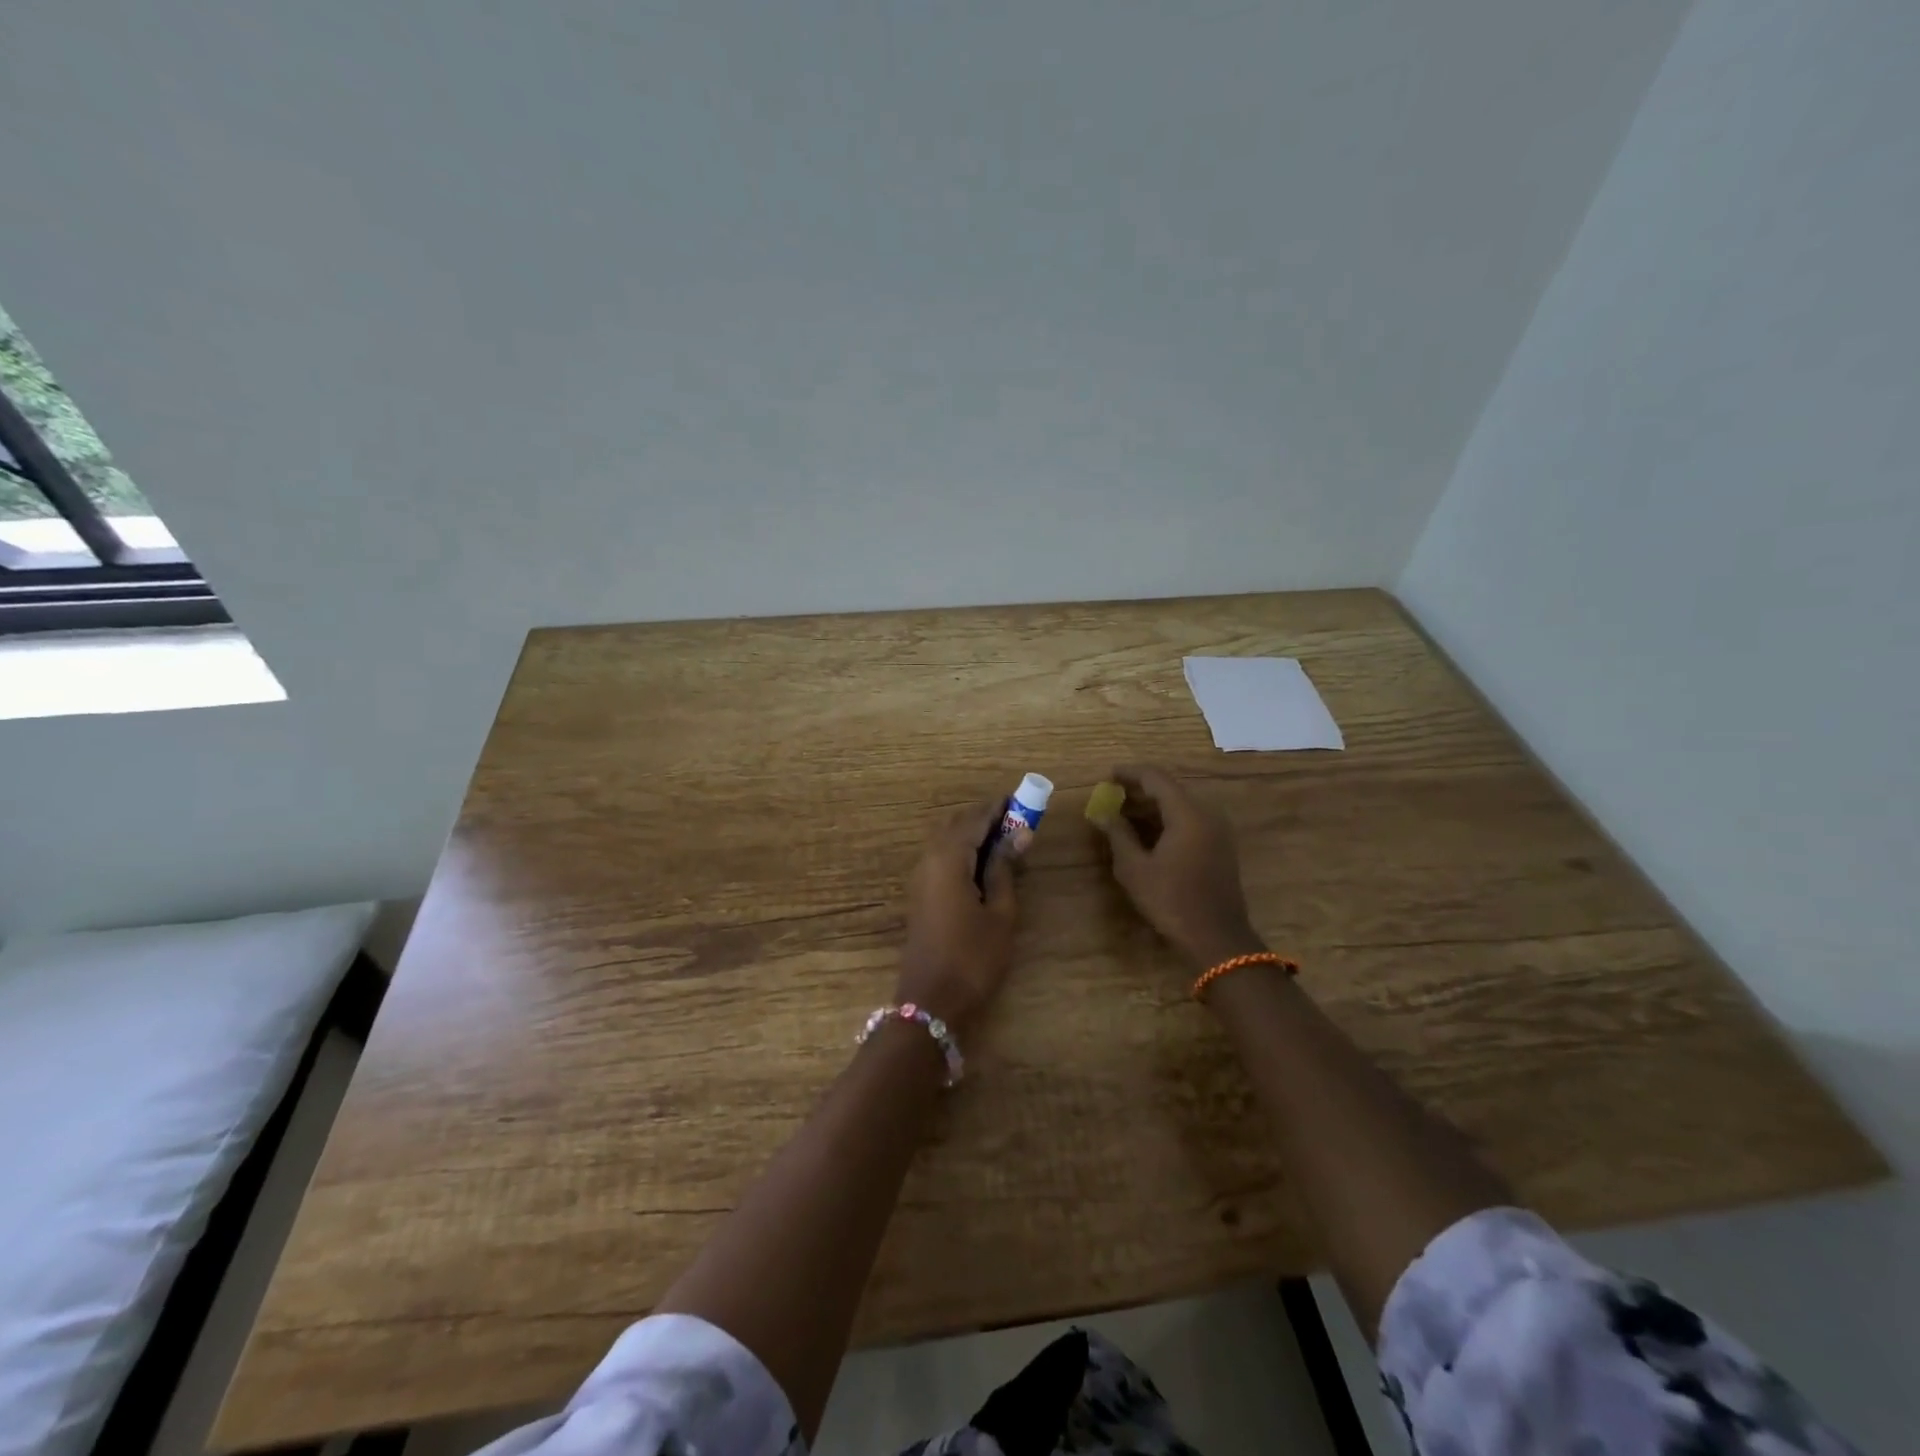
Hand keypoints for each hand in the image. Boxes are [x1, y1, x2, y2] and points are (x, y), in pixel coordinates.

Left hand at [895, 801, 1018, 1035]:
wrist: (931, 1001)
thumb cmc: (973, 957)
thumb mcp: (1000, 912)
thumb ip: (1006, 869)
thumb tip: (1019, 834)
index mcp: (948, 857)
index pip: (975, 818)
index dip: (998, 807)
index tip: (1023, 799)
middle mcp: (928, 858)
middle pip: (957, 824)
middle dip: (986, 818)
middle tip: (1018, 820)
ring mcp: (920, 876)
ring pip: (947, 840)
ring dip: (974, 834)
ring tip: (1006, 841)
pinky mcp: (920, 893)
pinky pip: (942, 857)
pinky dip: (963, 851)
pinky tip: (984, 865)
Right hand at [1092, 765, 1264, 971]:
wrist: (1216, 938)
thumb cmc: (1171, 900)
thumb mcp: (1135, 868)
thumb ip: (1118, 834)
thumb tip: (1103, 813)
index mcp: (1187, 813)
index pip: (1155, 777)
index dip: (1129, 773)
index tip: (1107, 775)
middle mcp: (1207, 813)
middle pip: (1170, 789)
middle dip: (1140, 789)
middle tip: (1112, 795)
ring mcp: (1218, 830)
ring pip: (1181, 805)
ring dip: (1153, 806)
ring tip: (1124, 813)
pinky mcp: (1220, 846)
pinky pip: (1191, 820)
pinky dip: (1168, 819)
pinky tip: (1148, 832)